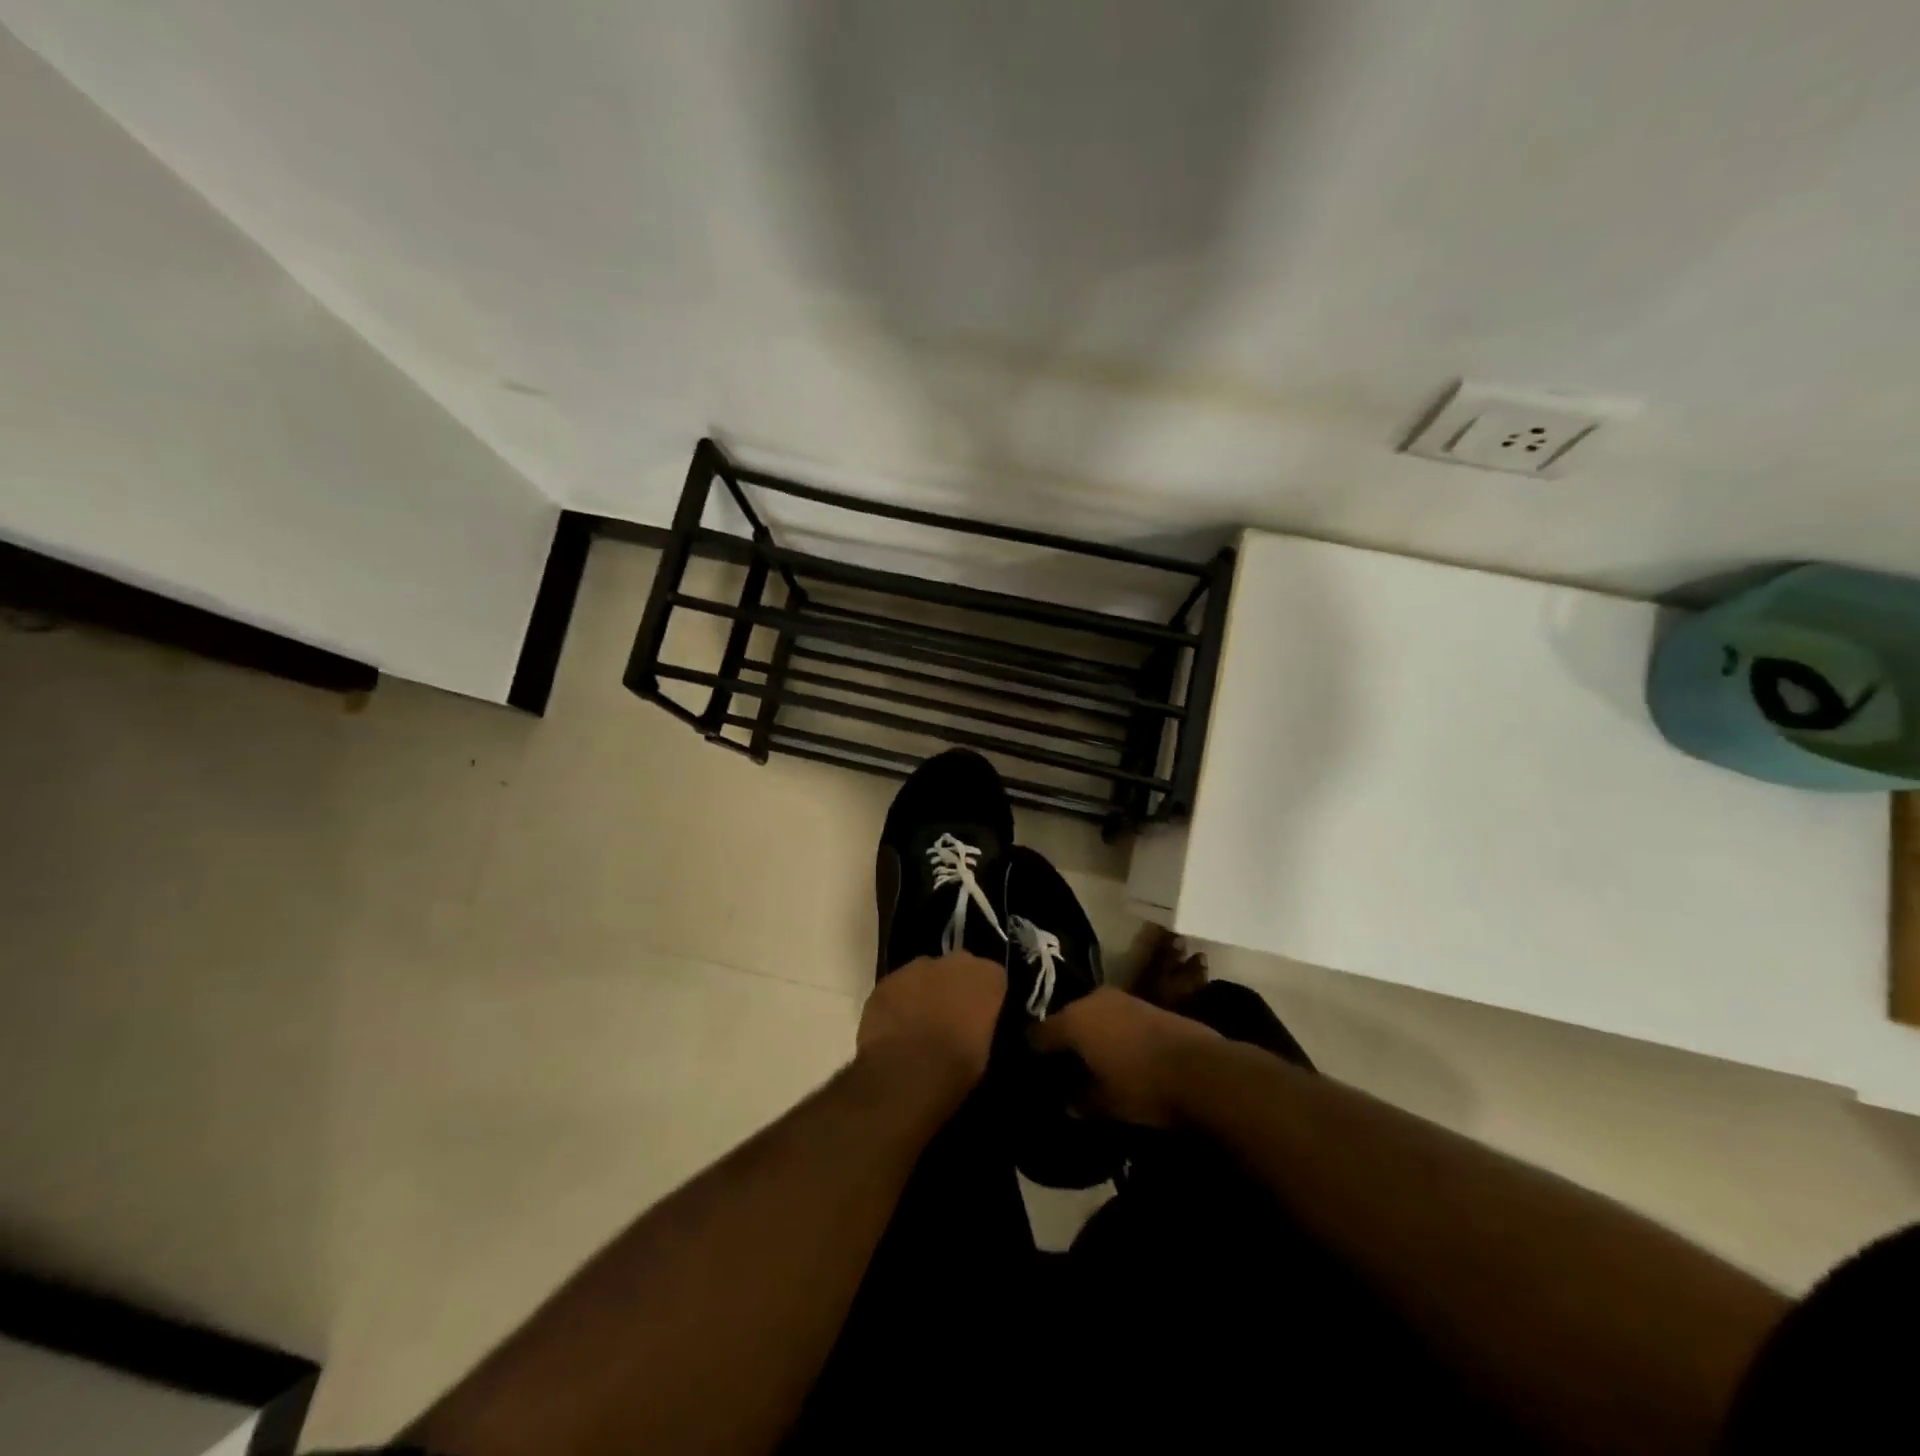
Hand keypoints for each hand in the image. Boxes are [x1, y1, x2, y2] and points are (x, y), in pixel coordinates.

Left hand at [856, 952, 1004, 1102]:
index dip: (986, 998)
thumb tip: (973, 1025)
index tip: (981, 1018)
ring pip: (926, 973)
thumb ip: (982, 1024)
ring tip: (920, 1023)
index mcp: (986, 977)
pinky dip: (899, 1001)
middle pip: (959, 968)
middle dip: (956, 987)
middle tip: (951, 1017)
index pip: (993, 977)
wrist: (905, 1074)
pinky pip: (898, 987)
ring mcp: (916, 968)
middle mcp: (953, 962)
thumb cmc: (956, 1067)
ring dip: (926, 991)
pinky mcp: (886, 981)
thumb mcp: (985, 1050)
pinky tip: (896, 1027)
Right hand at [1029, 987, 1220, 1126]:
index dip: (1034, 1053)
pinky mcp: (1146, 1003)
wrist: (1202, 1069)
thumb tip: (1068, 1100)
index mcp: (1073, 1021)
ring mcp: (1121, 998)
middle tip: (1064, 1067)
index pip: (1038, 1034)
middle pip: (1066, 1018)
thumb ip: (1080, 1099)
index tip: (1034, 1070)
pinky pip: (1116, 1016)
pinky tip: (1119, 1052)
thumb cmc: (1142, 1087)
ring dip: (1090, 1033)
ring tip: (1092, 1060)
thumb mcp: (1105, 1102)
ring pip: (1093, 1015)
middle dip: (1064, 1040)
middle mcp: (1092, 1000)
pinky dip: (1112, 1031)